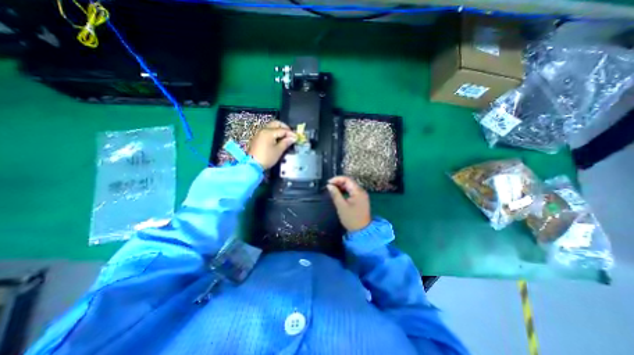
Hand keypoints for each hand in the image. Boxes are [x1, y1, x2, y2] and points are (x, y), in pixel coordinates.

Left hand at [247, 121, 297, 168]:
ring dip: (279, 130)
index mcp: (269, 132)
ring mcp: (259, 133)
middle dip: (284, 127)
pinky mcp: (258, 138)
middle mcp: (263, 130)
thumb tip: (293, 138)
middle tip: (290, 134)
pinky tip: (278, 140)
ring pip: (271, 127)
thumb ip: (286, 142)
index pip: (283, 129)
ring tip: (285, 138)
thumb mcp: (278, 150)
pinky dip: (274, 133)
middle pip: (276, 124)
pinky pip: (267, 132)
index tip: (296, 137)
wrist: (252, 165)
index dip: (291, 133)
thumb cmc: (267, 157)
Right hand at [327, 177, 372, 231]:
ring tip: (332, 189)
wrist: (362, 230)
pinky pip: (352, 191)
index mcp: (358, 192)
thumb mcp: (341, 206)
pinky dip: (345, 191)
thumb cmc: (351, 219)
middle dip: (339, 182)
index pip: (347, 179)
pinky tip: (339, 193)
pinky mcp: (360, 199)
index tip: (328, 183)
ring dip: (341, 186)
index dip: (337, 179)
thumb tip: (329, 185)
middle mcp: (361, 191)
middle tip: (329, 186)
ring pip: (350, 186)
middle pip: (349, 182)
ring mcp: (362, 195)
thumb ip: (335, 194)